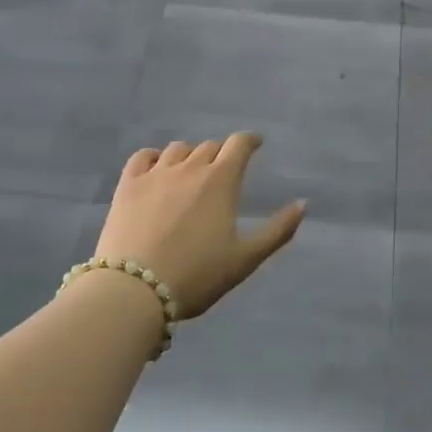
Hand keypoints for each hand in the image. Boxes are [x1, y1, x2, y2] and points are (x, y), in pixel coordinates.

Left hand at [92, 135, 305, 318]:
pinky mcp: (127, 185)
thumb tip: (303, 204)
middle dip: (221, 155)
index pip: (239, 144)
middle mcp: (190, 167)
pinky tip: (157, 170)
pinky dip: (155, 157)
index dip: (250, 141)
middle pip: (209, 147)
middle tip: (223, 172)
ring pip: (178, 149)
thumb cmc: (197, 275)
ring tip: (191, 173)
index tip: (255, 144)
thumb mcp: (246, 258)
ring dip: (190, 156)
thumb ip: (278, 230)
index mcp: (221, 180)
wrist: (135, 290)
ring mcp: (155, 174)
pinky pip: (143, 156)